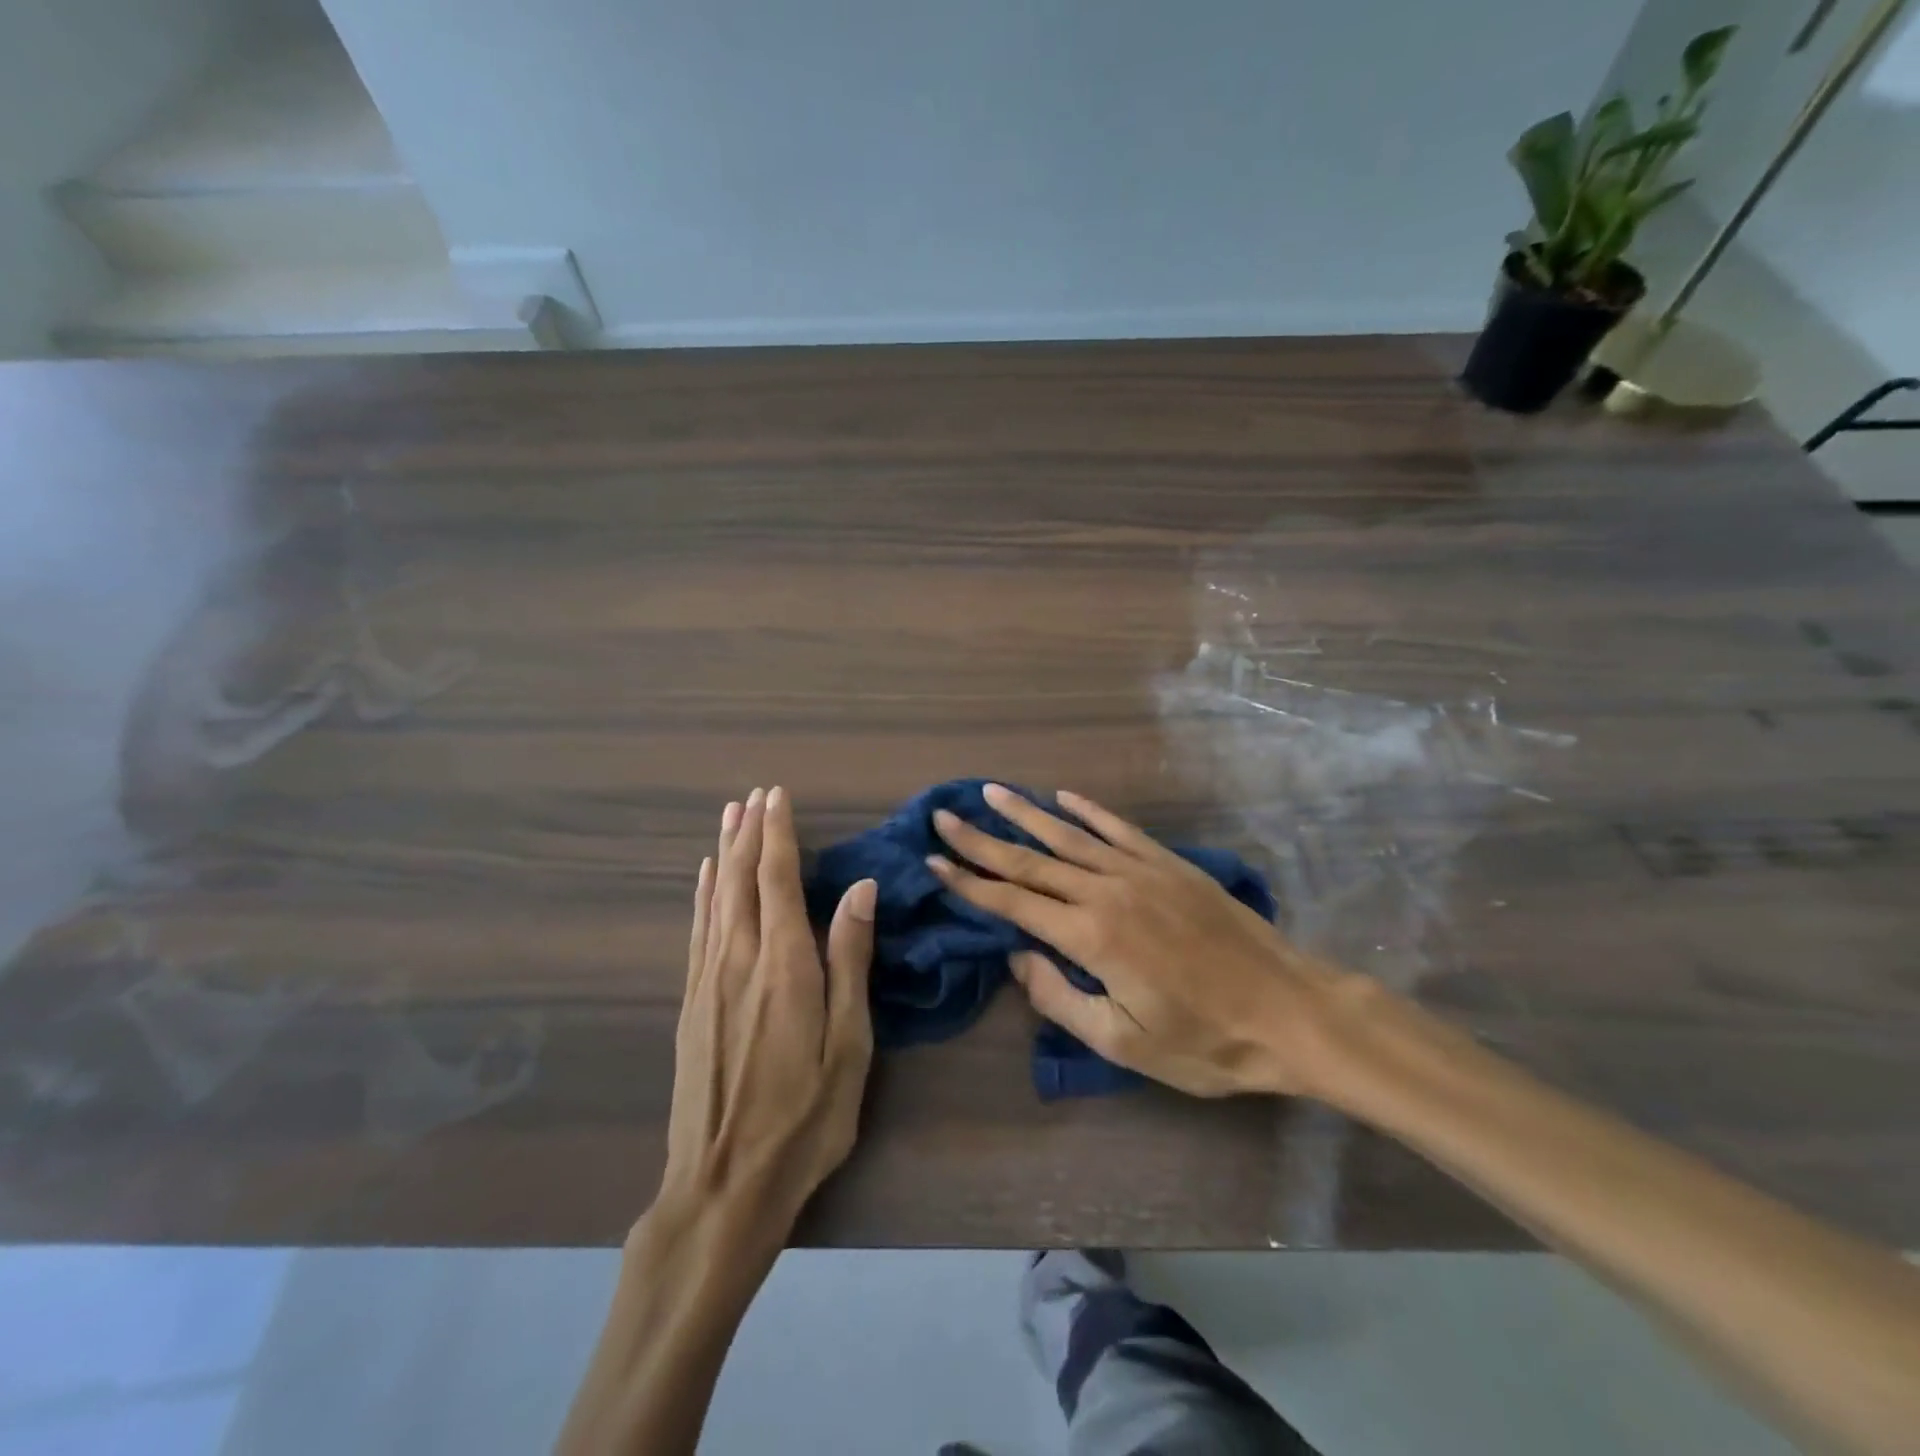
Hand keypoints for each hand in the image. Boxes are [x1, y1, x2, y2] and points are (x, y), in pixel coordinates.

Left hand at [658, 786, 876, 1234]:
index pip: (778, 881)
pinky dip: (701, 895)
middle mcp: (740, 960)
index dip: (778, 835)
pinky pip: (697, 931)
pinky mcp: (691, 1003)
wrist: (723, 1186)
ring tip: (729, 815)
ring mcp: (709, 980)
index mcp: (785, 966)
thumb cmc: (804, 1118)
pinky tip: (703, 877)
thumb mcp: (849, 1045)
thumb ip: (850, 961)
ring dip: (723, 853)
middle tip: (754, 794)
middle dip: (748, 833)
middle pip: (740, 880)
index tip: (778, 796)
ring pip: (715, 899)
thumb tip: (861, 890)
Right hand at [926, 783, 1352, 1098]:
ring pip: (1069, 835)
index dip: (969, 882)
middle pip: (1031, 859)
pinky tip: (1064, 797)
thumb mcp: (1123, 1042)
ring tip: (991, 793)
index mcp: (1090, 936)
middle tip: (944, 816)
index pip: (1013, 902)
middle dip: (982, 839)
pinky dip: (1088, 811)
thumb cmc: (1204, 1040)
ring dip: (1025, 814)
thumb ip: (1060, 998)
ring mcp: (1141, 871)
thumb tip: (1018, 957)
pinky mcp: (1170, 864)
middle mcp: (1107, 891)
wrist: (1289, 1010)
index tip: (934, 860)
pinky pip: (1118, 829)